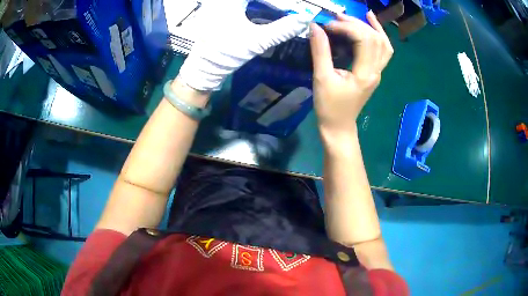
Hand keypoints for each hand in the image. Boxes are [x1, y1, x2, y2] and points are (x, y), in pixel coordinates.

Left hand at [177, 0, 311, 91]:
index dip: (275, 3)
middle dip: (268, 4)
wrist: (203, 70)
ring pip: (245, 3)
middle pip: (252, 1)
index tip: (289, 8)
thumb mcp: (258, 41)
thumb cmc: (227, 54)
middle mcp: (220, 2)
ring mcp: (216, 6)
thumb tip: (305, 19)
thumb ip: (283, 29)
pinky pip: (238, 6)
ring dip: (261, 6)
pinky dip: (252, 8)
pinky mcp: (216, 13)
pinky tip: (261, 15)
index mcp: (229, 2)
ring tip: (276, 12)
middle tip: (284, 11)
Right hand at [309, 11, 392, 137]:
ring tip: (361, 15)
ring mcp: (378, 72)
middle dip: (356, 24)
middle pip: (375, 39)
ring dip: (372, 27)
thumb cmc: (329, 106)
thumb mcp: (321, 78)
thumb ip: (320, 50)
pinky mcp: (375, 72)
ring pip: (383, 44)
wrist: (339, 126)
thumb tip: (316, 27)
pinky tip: (371, 25)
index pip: (363, 40)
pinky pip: (382, 50)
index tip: (327, 26)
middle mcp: (377, 71)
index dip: (346, 27)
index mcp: (365, 73)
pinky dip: (378, 36)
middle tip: (337, 19)